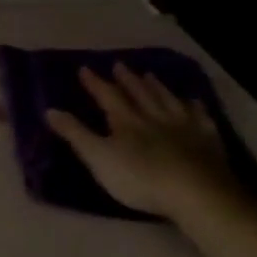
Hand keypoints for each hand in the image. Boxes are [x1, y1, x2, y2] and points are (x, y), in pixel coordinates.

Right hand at [45, 64, 239, 219]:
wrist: (194, 191)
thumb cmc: (139, 178)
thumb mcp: (98, 158)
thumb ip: (75, 134)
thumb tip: (50, 110)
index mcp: (126, 121)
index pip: (107, 96)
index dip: (95, 83)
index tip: (84, 69)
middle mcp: (154, 116)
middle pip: (139, 93)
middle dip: (127, 79)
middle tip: (120, 65)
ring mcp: (183, 125)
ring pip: (167, 99)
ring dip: (157, 87)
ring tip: (150, 75)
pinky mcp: (206, 139)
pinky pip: (200, 116)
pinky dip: (194, 106)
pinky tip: (193, 101)